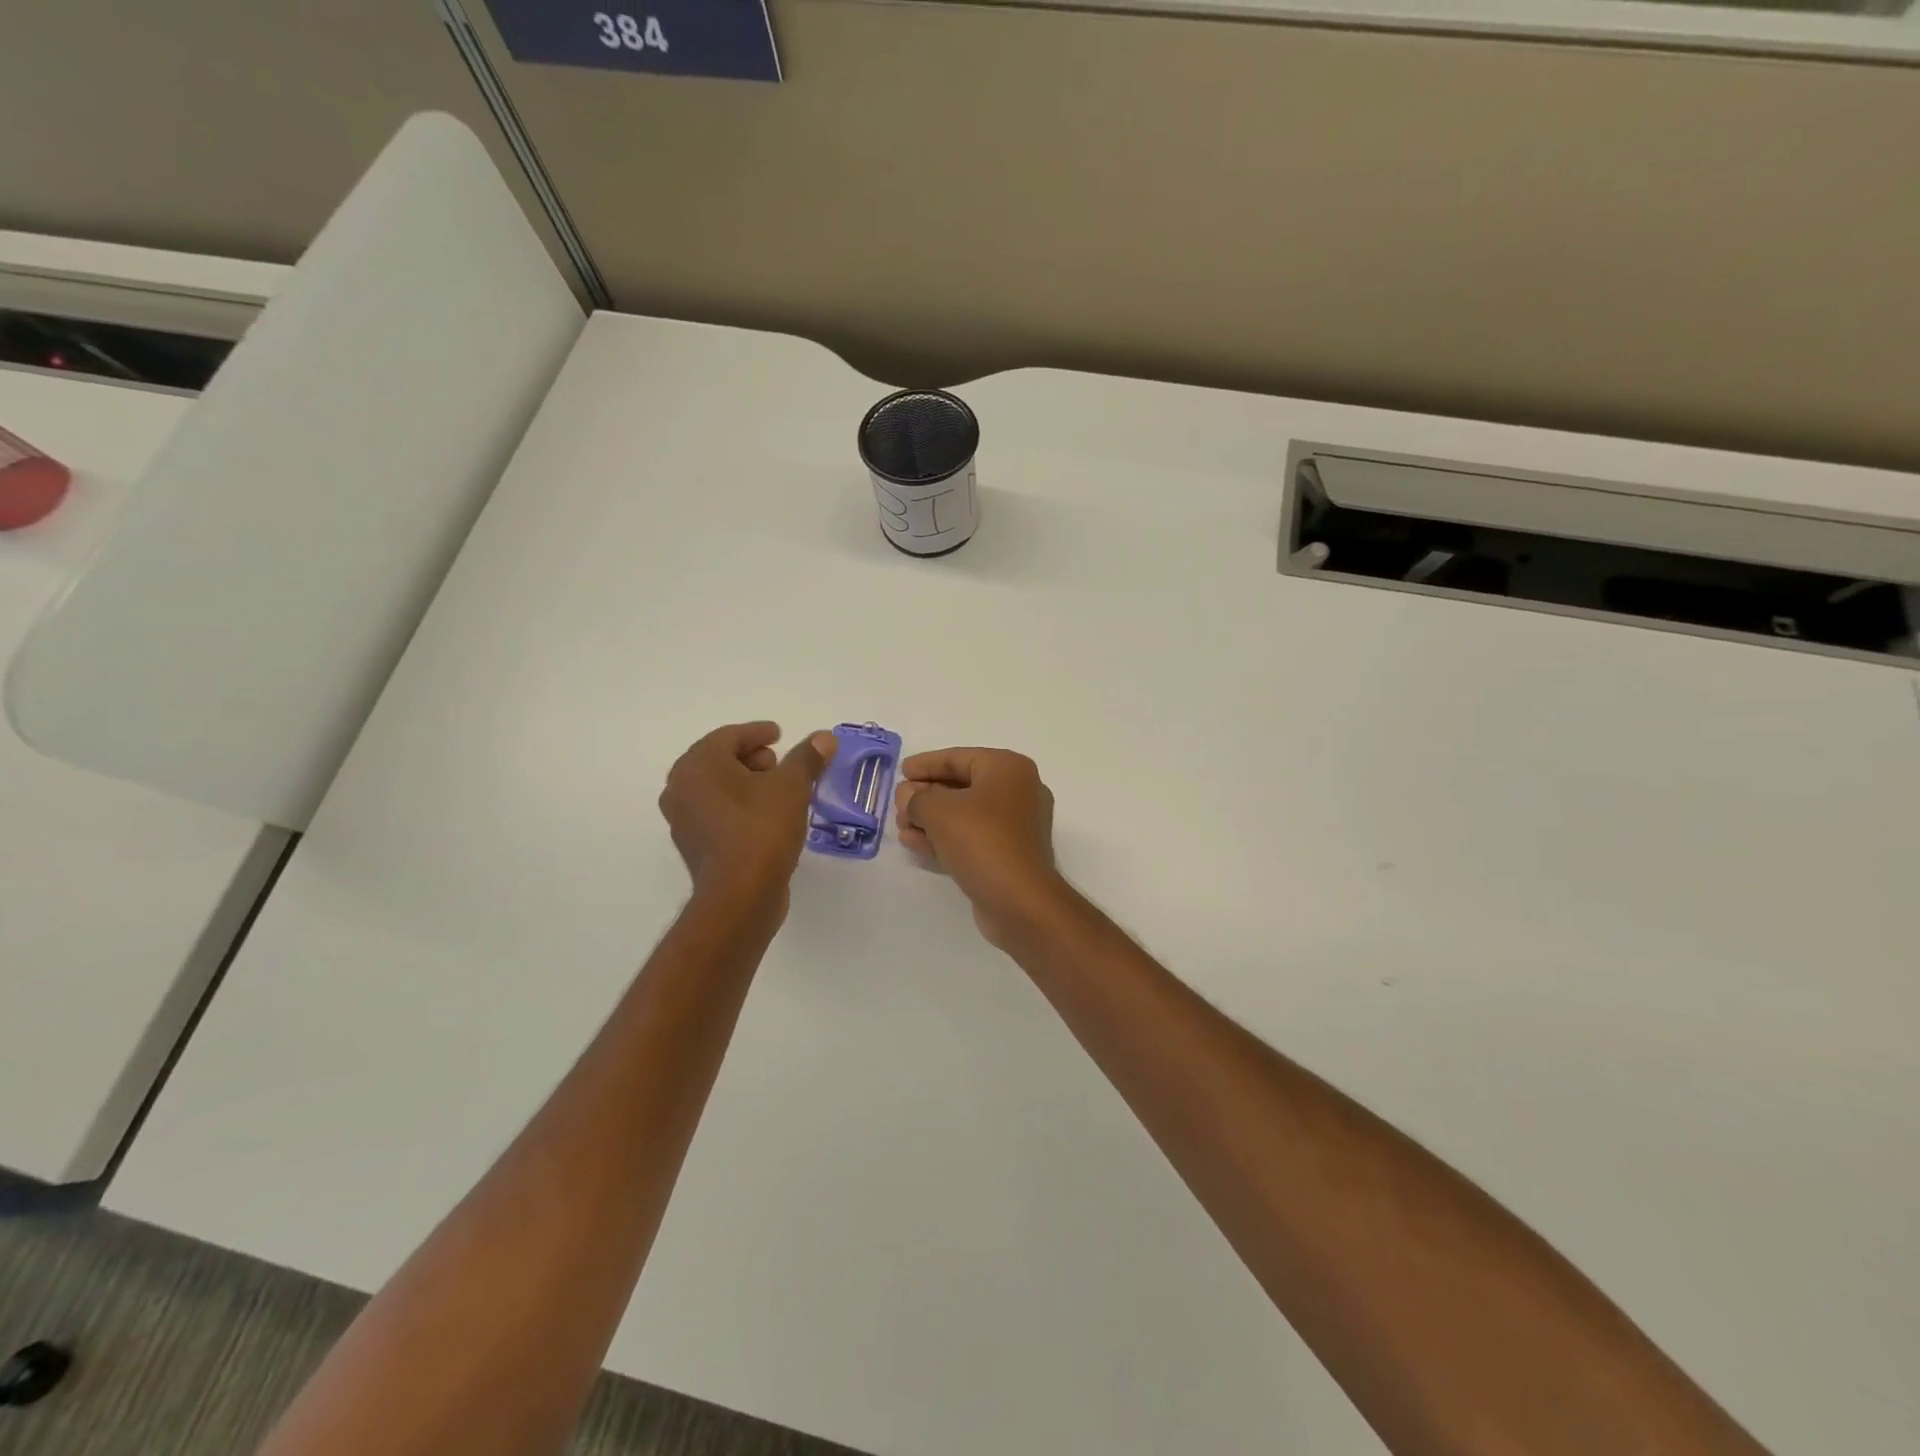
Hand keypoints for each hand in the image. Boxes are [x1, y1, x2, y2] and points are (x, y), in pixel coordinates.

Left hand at [660, 722, 835, 910]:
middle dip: (752, 758)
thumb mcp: (792, 786)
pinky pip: (717, 814)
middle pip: (718, 760)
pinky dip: (739, 807)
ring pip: (717, 789)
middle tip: (781, 764)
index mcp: (698, 765)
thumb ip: (807, 758)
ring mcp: (683, 820)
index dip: (757, 732)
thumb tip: (824, 737)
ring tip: (779, 791)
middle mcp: (681, 788)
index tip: (780, 734)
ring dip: (746, 784)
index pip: (728, 736)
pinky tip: (767, 817)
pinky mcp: (694, 846)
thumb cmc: (762, 829)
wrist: (740, 896)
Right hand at [894, 747, 1069, 946]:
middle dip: (925, 795)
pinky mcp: (1009, 854)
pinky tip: (914, 843)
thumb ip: (916, 797)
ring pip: (964, 814)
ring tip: (901, 826)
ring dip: (930, 819)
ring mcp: (1016, 825)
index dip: (926, 764)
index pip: (959, 758)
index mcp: (1008, 769)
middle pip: (961, 785)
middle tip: (898, 804)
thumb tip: (908, 795)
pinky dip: (944, 838)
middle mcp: (1018, 791)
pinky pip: (971, 837)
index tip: (901, 771)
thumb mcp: (939, 811)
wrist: (1020, 901)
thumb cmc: (982, 841)